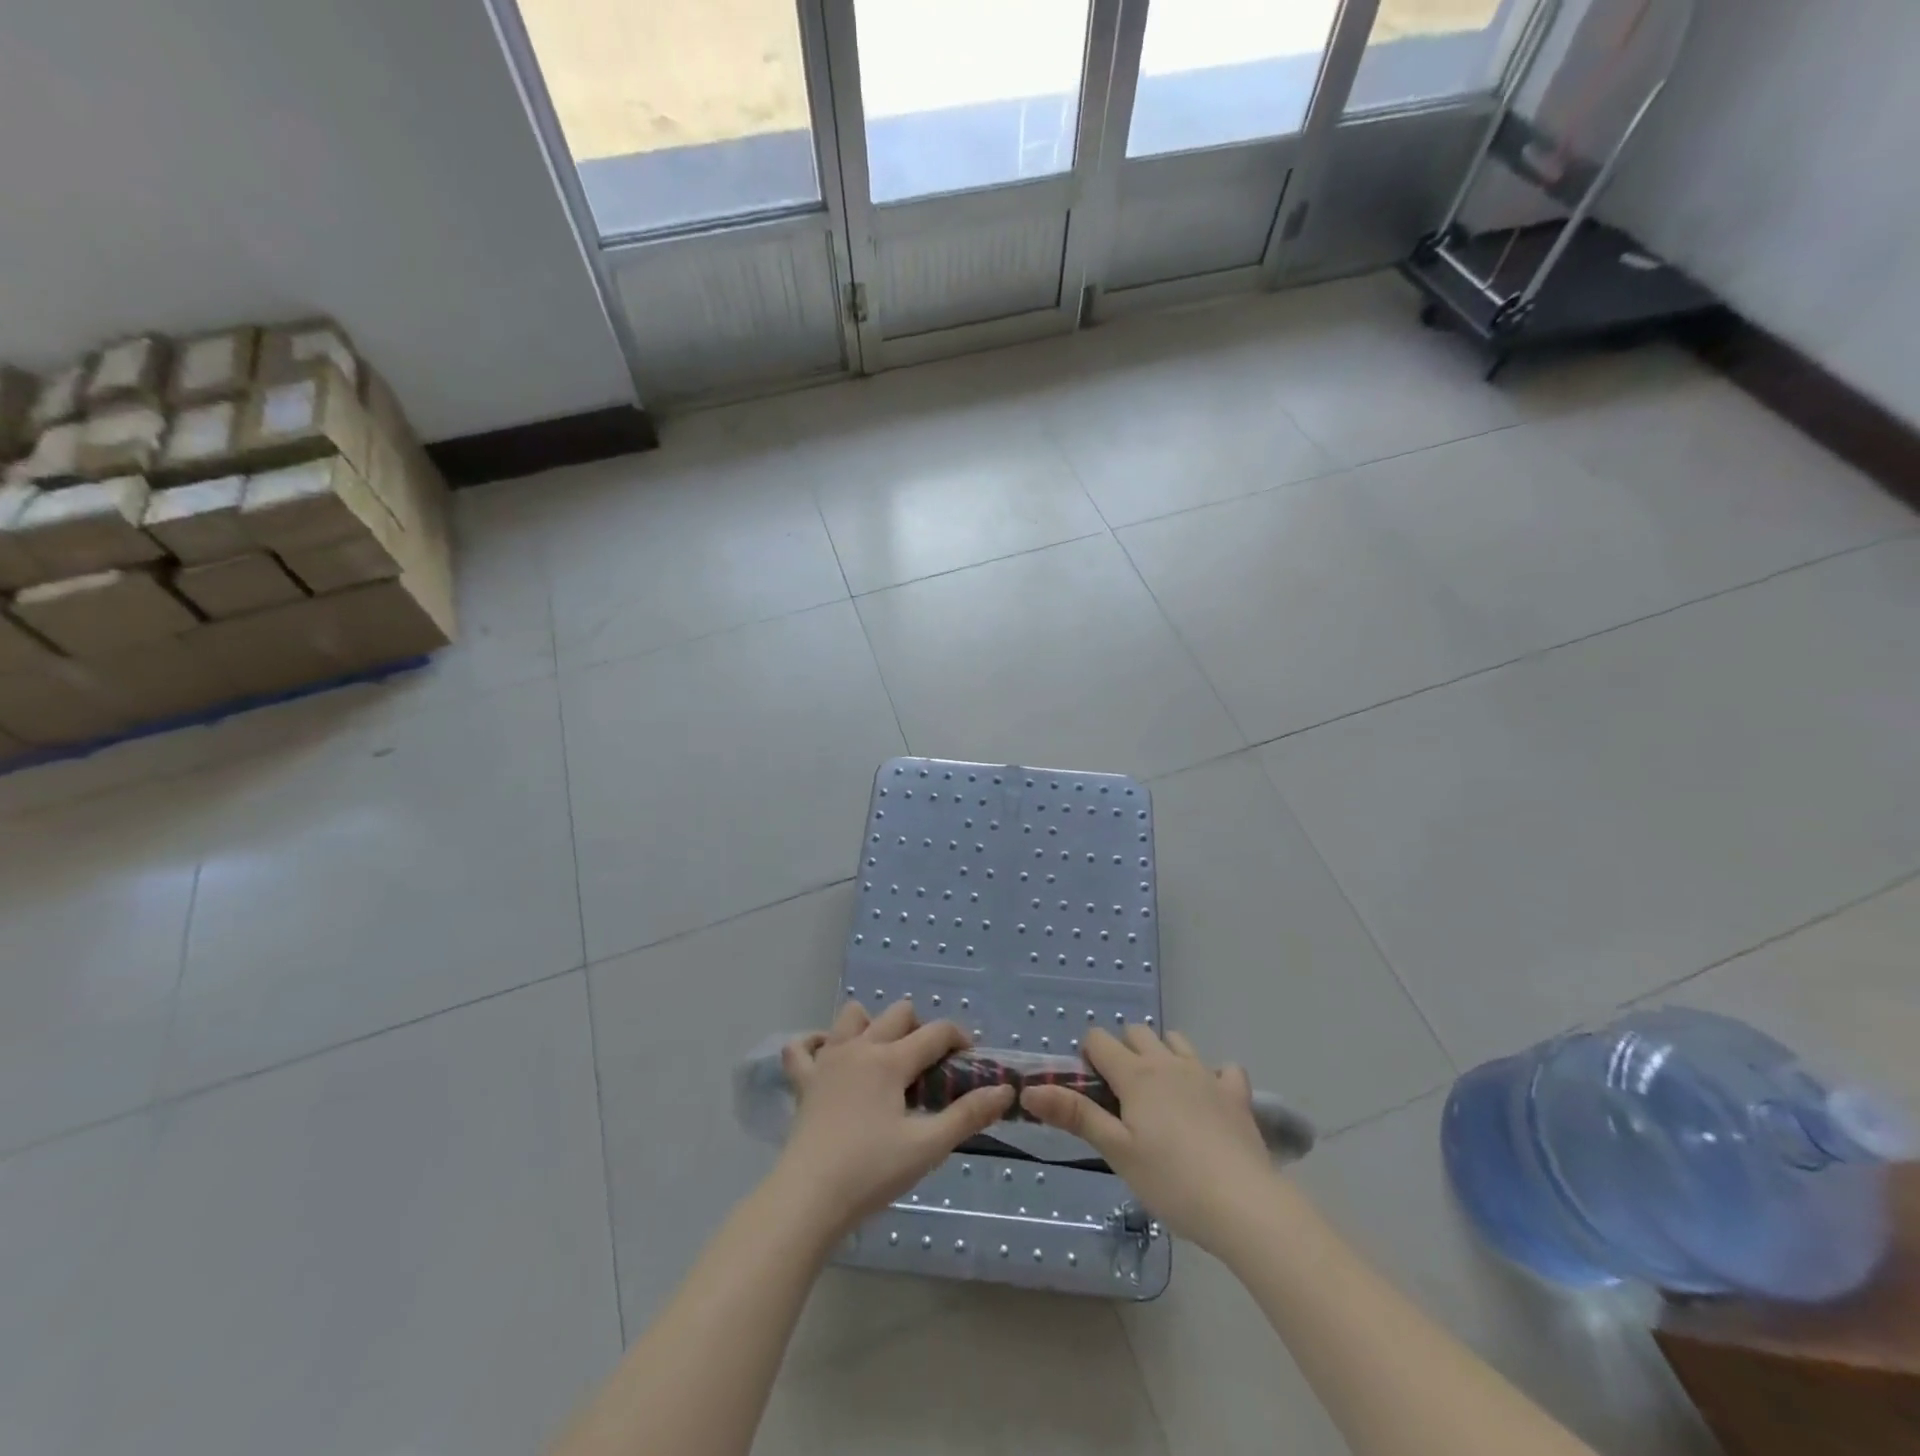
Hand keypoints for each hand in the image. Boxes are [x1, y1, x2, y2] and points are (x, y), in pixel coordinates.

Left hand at [772, 999, 1014, 1237]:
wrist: (808, 1199)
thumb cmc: (871, 1172)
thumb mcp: (928, 1147)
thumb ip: (968, 1115)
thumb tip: (1004, 1090)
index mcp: (891, 1060)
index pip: (936, 1032)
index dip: (959, 1039)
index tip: (970, 1060)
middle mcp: (860, 1048)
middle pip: (898, 1013)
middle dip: (920, 1029)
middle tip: (928, 1068)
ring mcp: (827, 1060)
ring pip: (851, 1017)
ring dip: (871, 1025)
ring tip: (883, 1059)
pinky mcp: (803, 1081)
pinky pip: (802, 1047)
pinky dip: (816, 1044)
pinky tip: (829, 1058)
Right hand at [1021, 1026, 1273, 1251]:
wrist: (1244, 1205)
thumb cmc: (1171, 1181)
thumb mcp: (1116, 1152)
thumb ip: (1075, 1115)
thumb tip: (1029, 1089)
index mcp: (1136, 1074)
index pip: (1099, 1039)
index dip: (1089, 1057)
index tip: (1092, 1091)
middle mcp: (1168, 1063)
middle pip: (1137, 1033)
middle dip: (1123, 1050)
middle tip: (1123, 1097)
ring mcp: (1206, 1074)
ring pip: (1176, 1041)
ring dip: (1163, 1055)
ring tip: (1161, 1095)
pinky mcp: (1236, 1094)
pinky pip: (1223, 1068)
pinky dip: (1212, 1076)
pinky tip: (1209, 1101)